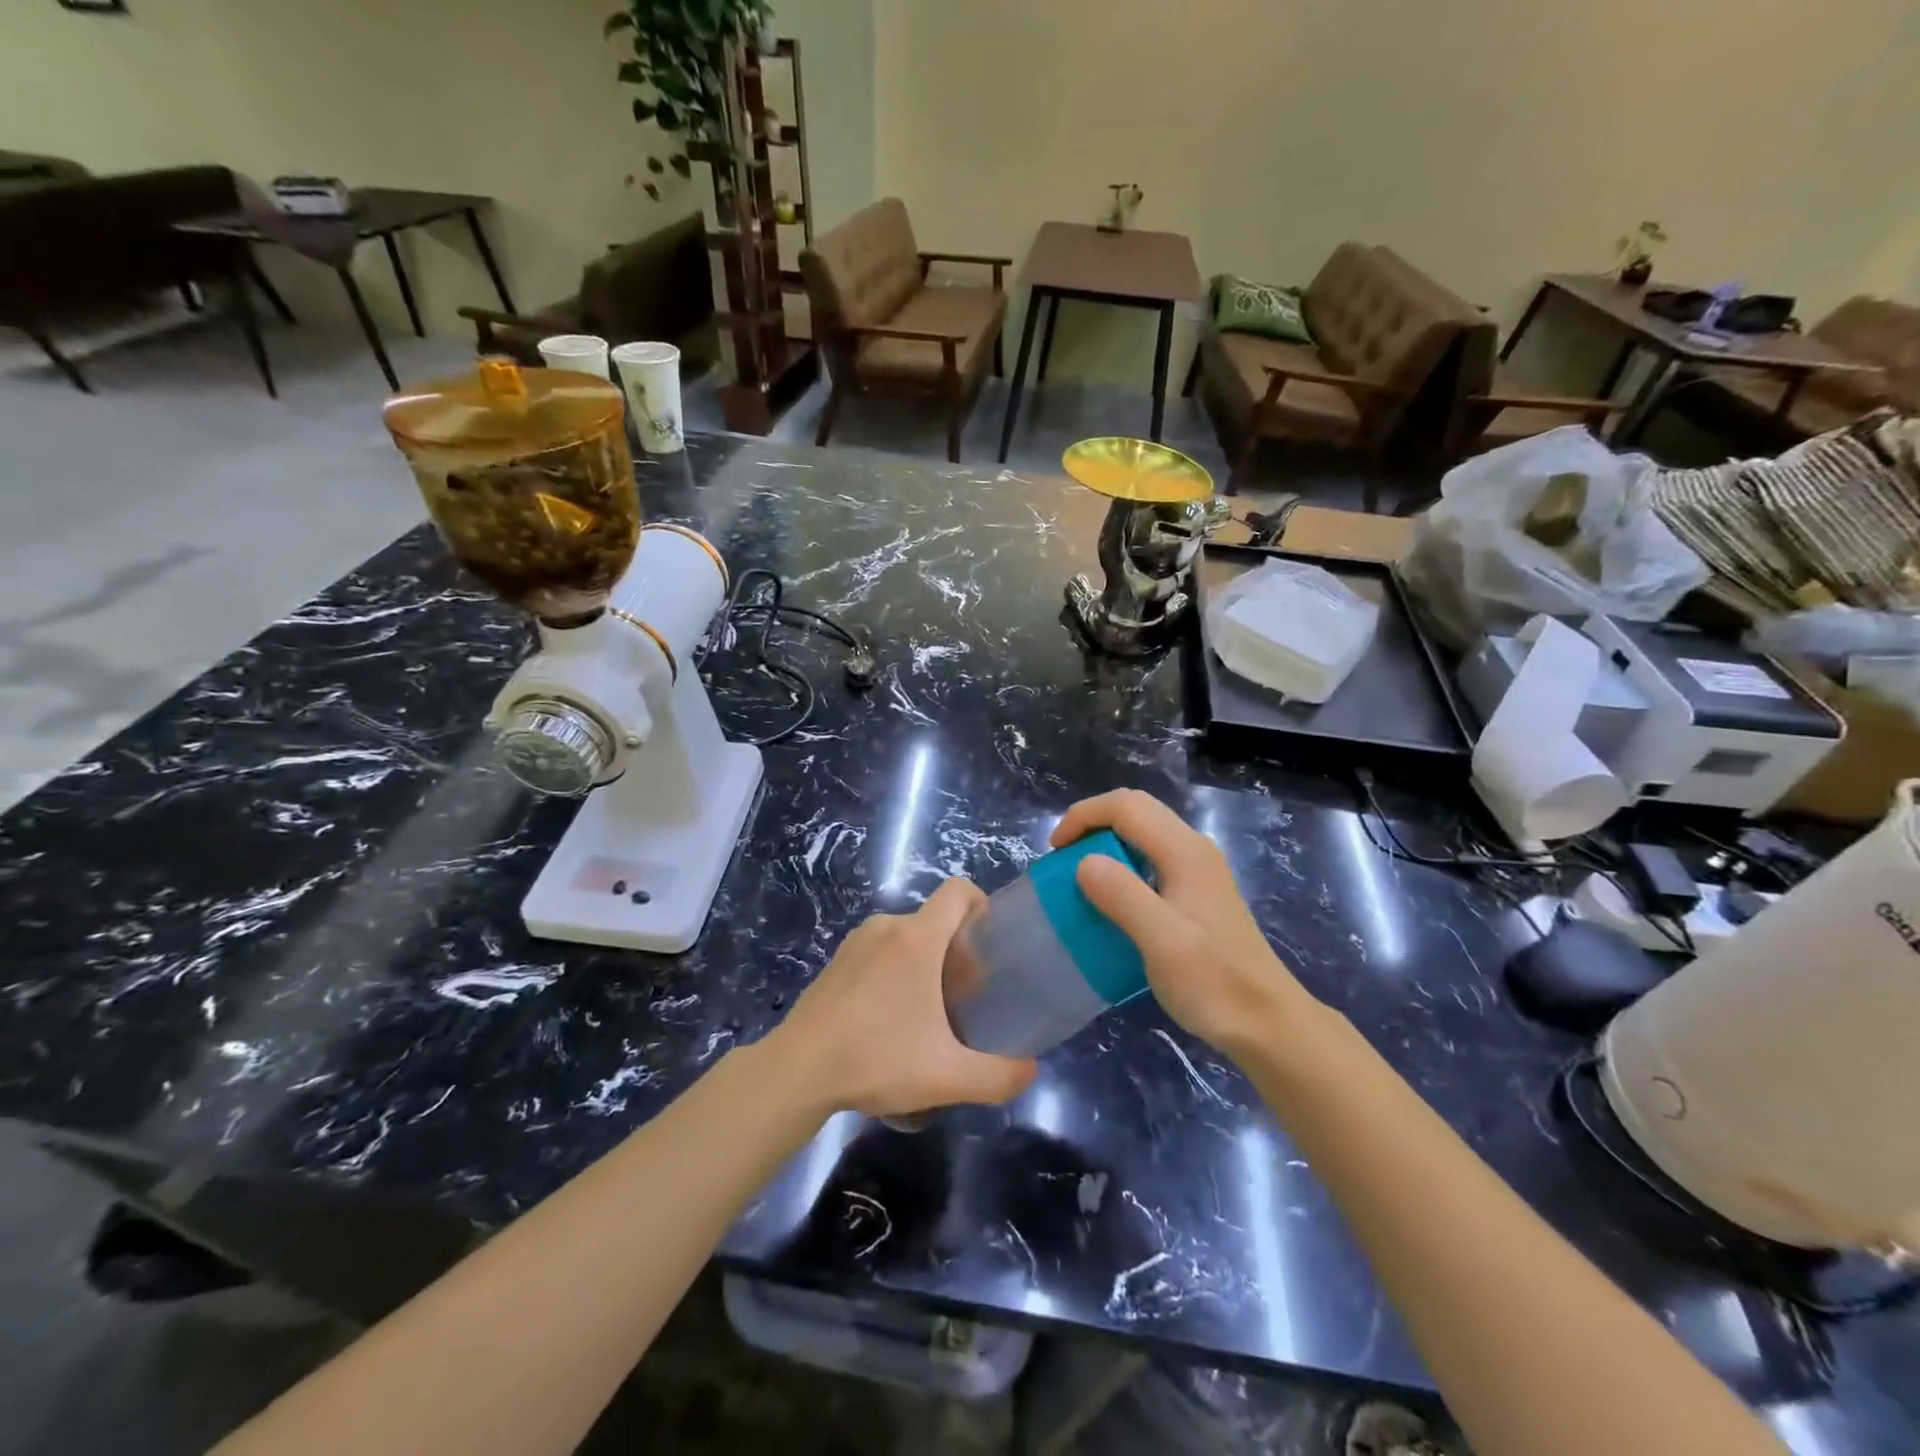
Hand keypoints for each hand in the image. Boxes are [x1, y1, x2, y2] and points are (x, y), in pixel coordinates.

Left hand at [768, 879, 1036, 1118]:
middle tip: (965, 996)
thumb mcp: (948, 1077)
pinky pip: (880, 949)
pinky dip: (894, 969)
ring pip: (907, 936)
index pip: (959, 890)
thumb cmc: (876, 1060)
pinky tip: (888, 1017)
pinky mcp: (837, 959)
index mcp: (917, 938)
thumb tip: (1031, 1070)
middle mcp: (888, 926)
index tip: (989, 946)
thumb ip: (1000, 1075)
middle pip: (936, 919)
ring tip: (927, 1011)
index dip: (982, 905)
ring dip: (925, 962)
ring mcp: (857, 940)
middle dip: (957, 949)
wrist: (797, 1070)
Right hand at [1051, 790, 1320, 1061]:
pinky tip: (1112, 898)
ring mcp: (1198, 869)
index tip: (1055, 851)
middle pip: (1136, 809)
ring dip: (1106, 841)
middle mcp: (1193, 849)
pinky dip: (1122, 862)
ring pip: (1144, 831)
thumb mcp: (1163, 942)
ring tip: (1079, 875)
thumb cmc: (1214, 983)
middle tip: (1063, 857)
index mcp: (1185, 852)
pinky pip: (1151, 856)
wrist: (1267, 1022)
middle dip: (1092, 823)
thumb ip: (1123, 896)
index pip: (1126, 806)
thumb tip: (1083, 862)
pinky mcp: (1197, 891)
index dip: (1084, 816)